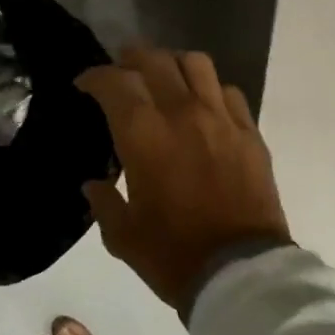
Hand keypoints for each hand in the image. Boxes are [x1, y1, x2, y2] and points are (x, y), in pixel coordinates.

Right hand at [75, 46, 290, 313]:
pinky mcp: (249, 132)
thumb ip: (104, 202)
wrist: (241, 275)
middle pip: (154, 61)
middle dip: (131, 59)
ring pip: (195, 63)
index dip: (95, 77)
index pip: (115, 83)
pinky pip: (228, 91)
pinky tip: (202, 106)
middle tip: (121, 71)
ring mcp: (220, 118)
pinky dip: (209, 89)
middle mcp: (182, 114)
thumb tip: (94, 184)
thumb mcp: (122, 236)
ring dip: (172, 64)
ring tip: (164, 78)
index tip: (85, 84)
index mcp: (144, 135)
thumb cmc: (173, 255)